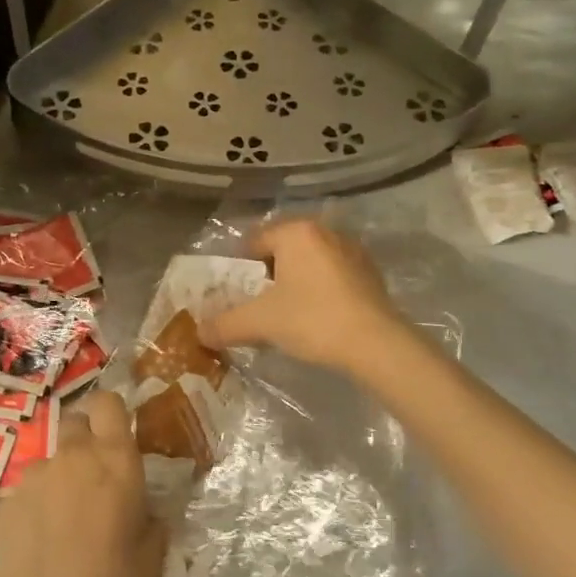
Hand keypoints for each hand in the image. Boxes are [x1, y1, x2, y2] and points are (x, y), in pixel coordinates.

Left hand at [0, 391, 166, 576]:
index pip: (108, 403)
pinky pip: (29, 491)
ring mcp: (35, 476)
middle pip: (77, 422)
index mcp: (115, 460)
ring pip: (53, 461)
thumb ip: (152, 523)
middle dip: (88, 441)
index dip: (112, 412)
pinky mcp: (7, 501)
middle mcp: (73, 455)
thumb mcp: (152, 561)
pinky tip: (40, 545)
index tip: (118, 436)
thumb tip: (146, 512)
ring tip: (66, 525)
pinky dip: (38, 506)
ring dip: (62, 478)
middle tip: (97, 480)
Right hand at [200, 219, 405, 372]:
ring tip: (288, 312)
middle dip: (270, 274)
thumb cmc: (312, 319)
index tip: (238, 294)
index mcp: (296, 232)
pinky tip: (318, 316)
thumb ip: (225, 324)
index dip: (241, 268)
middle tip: (260, 304)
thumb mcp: (260, 322)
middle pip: (284, 250)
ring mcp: (353, 251)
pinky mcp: (371, 274)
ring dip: (297, 282)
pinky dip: (321, 290)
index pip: (255, 242)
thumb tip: (198, 333)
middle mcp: (325, 232)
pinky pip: (334, 276)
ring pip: (310, 263)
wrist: (377, 344)